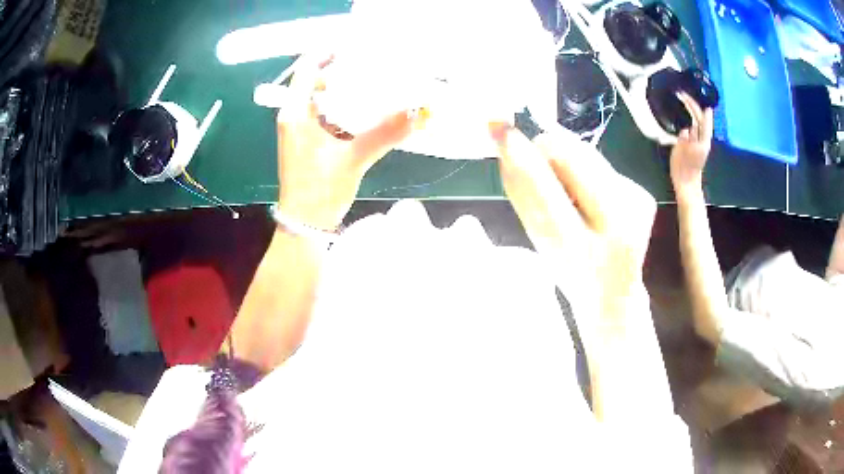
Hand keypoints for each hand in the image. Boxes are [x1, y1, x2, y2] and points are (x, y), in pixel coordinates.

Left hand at [275, 56, 422, 229]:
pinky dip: (347, 110)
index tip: (358, 50)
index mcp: (295, 113)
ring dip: (348, 92)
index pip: (308, 70)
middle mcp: (295, 116)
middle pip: (318, 82)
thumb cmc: (319, 191)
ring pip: (325, 99)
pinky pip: (329, 116)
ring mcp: (302, 128)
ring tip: (377, 84)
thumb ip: (385, 133)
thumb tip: (419, 113)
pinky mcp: (311, 141)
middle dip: (345, 72)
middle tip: (375, 66)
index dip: (329, 55)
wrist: (305, 224)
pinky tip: (370, 110)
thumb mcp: (353, 159)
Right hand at [491, 124, 655, 318]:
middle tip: (541, 173)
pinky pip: (602, 163)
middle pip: (571, 153)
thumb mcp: (541, 241)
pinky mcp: (645, 194)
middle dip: (547, 153)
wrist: (614, 293)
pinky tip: (593, 199)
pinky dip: (588, 172)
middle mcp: (616, 222)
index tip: (497, 125)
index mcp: (580, 247)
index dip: (520, 154)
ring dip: (568, 163)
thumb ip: (524, 194)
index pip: (543, 188)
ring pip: (586, 153)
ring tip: (572, 196)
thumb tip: (505, 143)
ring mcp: (637, 205)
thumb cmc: (571, 272)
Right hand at [669, 92, 713, 190]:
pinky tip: (676, 111)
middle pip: (696, 116)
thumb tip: (685, 130)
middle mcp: (698, 135)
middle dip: (690, 104)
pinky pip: (683, 125)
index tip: (689, 95)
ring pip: (691, 119)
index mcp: (703, 137)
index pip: (702, 117)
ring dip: (686, 109)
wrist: (685, 180)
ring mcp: (691, 138)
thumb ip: (691, 141)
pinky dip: (681, 118)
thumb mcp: (694, 154)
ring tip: (679, 97)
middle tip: (681, 93)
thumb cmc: (692, 168)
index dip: (697, 106)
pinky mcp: (683, 141)